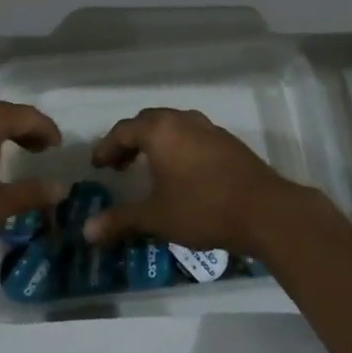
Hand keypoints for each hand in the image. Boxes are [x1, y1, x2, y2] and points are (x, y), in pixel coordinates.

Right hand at [82, 107, 318, 257]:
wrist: (264, 210)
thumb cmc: (202, 208)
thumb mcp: (156, 217)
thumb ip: (120, 220)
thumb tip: (86, 231)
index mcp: (160, 130)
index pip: (124, 130)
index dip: (107, 147)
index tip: (98, 166)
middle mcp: (184, 121)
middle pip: (148, 122)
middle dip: (130, 141)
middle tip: (119, 165)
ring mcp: (210, 129)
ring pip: (174, 126)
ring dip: (156, 142)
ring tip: (148, 167)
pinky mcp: (229, 142)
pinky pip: (193, 136)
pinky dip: (178, 147)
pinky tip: (181, 173)